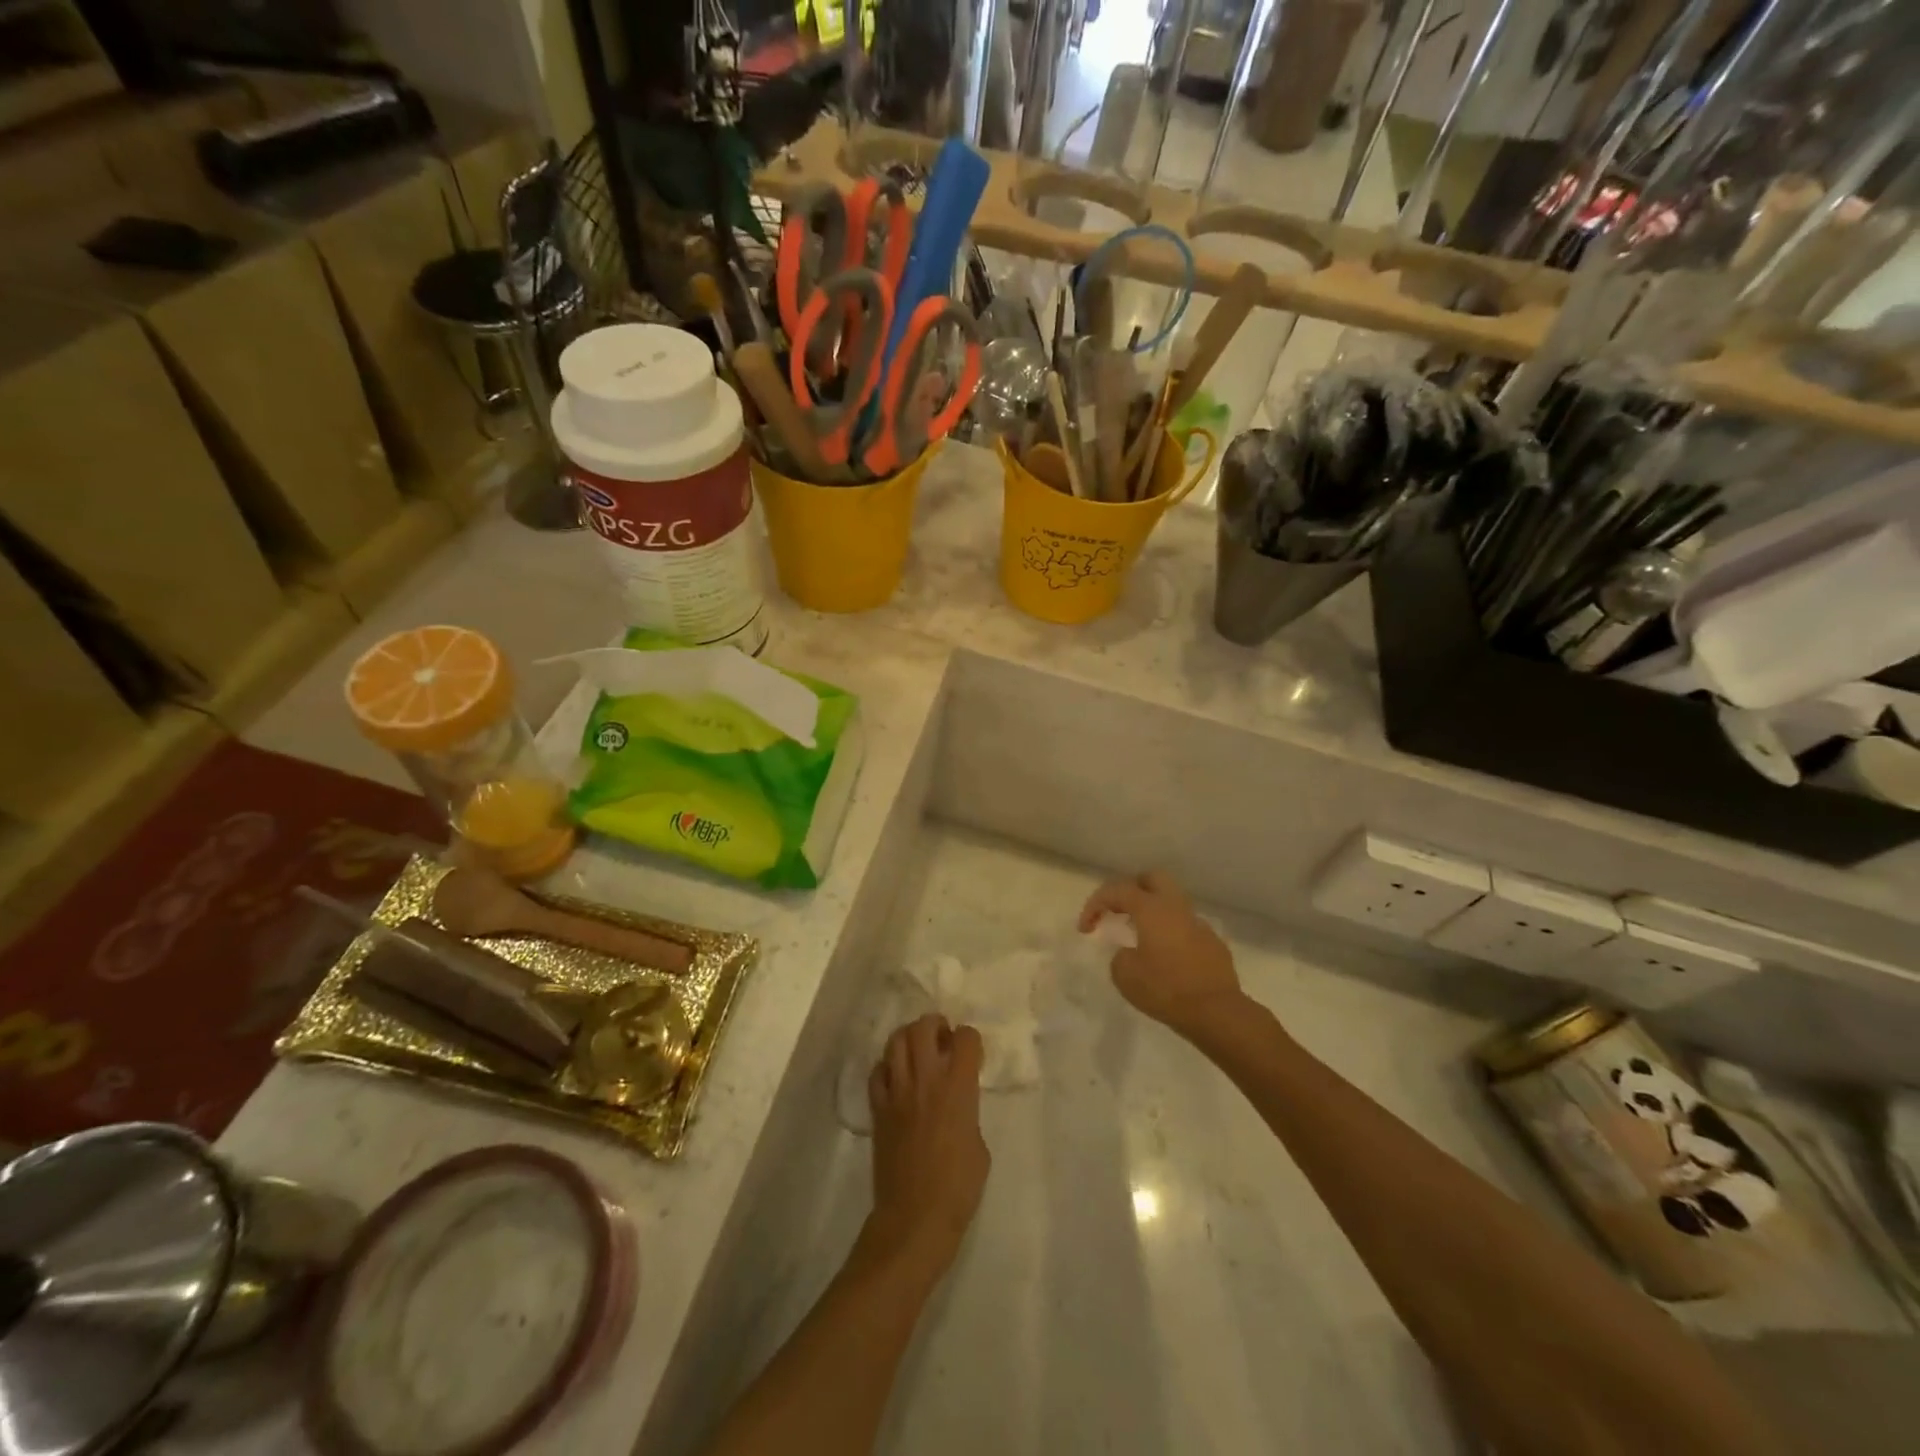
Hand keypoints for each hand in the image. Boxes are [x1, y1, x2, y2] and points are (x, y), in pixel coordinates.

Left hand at [865, 1013, 989, 1276]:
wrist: (915, 1218)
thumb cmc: (958, 1187)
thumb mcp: (979, 1145)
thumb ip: (968, 1111)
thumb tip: (957, 1102)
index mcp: (958, 1088)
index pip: (965, 1037)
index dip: (970, 1039)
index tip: (971, 1052)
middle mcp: (926, 1080)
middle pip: (924, 1027)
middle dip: (935, 1025)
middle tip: (942, 1039)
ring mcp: (897, 1092)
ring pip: (896, 1041)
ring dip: (909, 1038)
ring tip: (918, 1051)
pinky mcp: (878, 1108)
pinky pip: (877, 1072)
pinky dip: (887, 1067)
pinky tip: (897, 1078)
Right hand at [1078, 871, 1242, 1036]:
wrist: (1217, 1012)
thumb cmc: (1165, 989)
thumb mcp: (1125, 975)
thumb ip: (1120, 956)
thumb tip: (1130, 953)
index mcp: (1151, 909)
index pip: (1116, 890)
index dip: (1095, 904)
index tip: (1085, 928)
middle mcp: (1176, 908)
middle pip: (1151, 878)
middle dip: (1130, 889)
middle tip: (1117, 911)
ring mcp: (1198, 924)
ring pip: (1171, 902)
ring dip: (1152, 910)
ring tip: (1138, 934)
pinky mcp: (1212, 943)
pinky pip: (1185, 926)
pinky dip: (1170, 932)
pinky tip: (1165, 956)